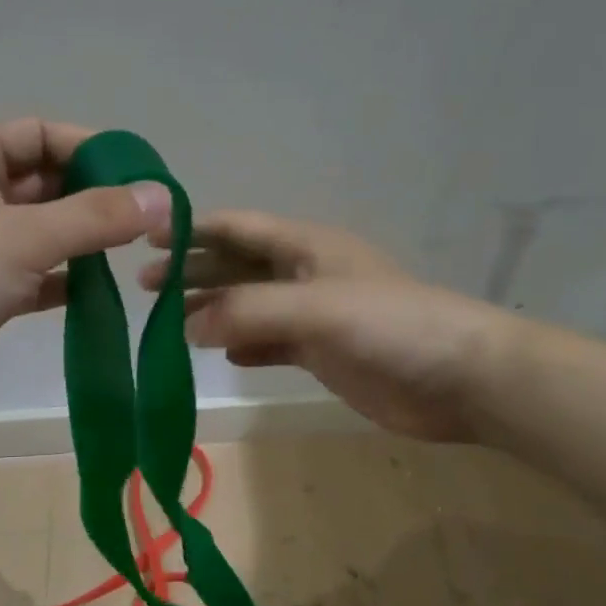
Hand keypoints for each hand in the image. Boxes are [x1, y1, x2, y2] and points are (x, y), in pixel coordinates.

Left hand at [0, 119, 170, 427]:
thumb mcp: (22, 237)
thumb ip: (95, 216)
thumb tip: (162, 196)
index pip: (38, 134)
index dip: (89, 147)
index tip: (138, 175)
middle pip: (42, 183)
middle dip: (92, 197)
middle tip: (145, 220)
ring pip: (40, 232)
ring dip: (81, 241)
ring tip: (131, 255)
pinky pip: (33, 276)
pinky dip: (64, 280)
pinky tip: (99, 292)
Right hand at [140, 210, 505, 442]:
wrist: (461, 378)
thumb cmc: (392, 326)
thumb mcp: (316, 308)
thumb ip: (249, 311)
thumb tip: (186, 324)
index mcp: (306, 247)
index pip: (238, 227)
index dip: (193, 229)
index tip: (145, 238)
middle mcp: (306, 275)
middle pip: (238, 265)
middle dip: (193, 272)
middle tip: (144, 286)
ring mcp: (314, 316)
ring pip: (250, 305)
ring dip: (212, 309)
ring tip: (169, 322)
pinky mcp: (324, 353)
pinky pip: (271, 343)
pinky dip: (244, 345)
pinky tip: (221, 353)